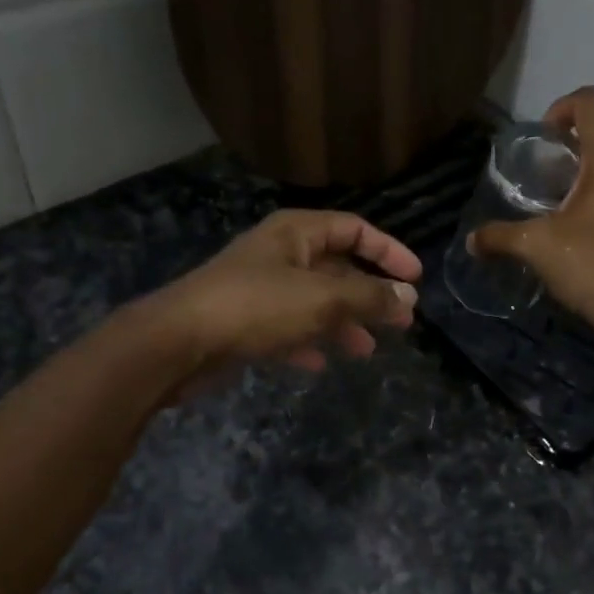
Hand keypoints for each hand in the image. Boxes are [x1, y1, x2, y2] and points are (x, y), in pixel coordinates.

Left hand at [153, 210, 421, 386]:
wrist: (177, 342)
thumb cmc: (256, 307)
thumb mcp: (323, 299)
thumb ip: (369, 297)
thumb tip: (408, 297)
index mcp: (296, 233)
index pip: (354, 229)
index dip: (388, 250)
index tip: (415, 279)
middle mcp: (279, 254)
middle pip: (337, 268)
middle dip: (369, 294)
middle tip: (400, 321)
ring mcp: (260, 289)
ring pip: (315, 302)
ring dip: (343, 323)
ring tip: (367, 350)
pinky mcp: (245, 322)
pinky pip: (288, 328)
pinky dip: (307, 342)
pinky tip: (319, 364)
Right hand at [471, 87, 593, 336]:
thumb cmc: (592, 268)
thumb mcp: (536, 248)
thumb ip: (500, 237)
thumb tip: (472, 241)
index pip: (591, 102)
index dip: (561, 108)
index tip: (543, 140)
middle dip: (570, 152)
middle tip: (543, 183)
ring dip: (589, 178)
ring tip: (562, 210)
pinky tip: (587, 233)